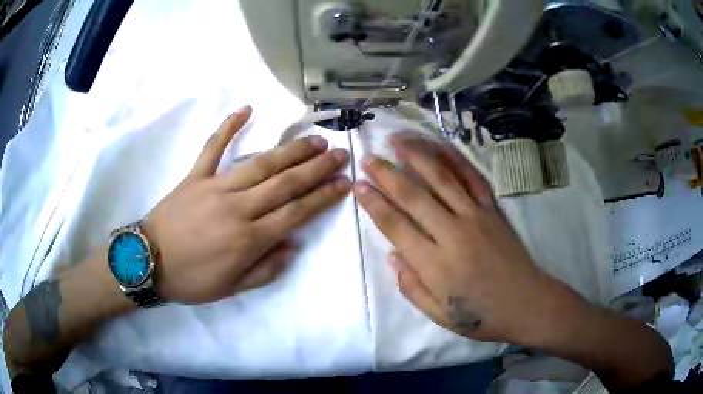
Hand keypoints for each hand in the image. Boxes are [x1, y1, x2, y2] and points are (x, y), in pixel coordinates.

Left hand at [144, 106, 351, 303]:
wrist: (147, 262)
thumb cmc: (190, 280)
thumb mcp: (232, 289)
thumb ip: (266, 270)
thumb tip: (292, 245)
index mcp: (249, 239)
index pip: (296, 212)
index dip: (324, 196)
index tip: (345, 182)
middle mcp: (238, 207)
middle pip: (285, 182)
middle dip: (317, 167)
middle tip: (340, 153)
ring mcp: (215, 186)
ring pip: (260, 163)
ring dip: (291, 150)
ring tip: (314, 139)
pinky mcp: (195, 176)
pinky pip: (213, 147)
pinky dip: (228, 126)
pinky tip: (246, 109)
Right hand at [355, 134, 555, 343]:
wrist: (527, 304)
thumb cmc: (481, 316)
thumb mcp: (439, 315)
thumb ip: (412, 287)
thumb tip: (393, 256)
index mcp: (435, 265)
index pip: (396, 226)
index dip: (374, 204)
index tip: (359, 186)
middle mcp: (452, 233)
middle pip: (414, 196)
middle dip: (387, 174)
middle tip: (369, 158)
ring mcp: (475, 217)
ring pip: (441, 178)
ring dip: (417, 156)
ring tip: (397, 140)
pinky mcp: (492, 210)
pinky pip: (472, 178)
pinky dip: (455, 159)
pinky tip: (440, 145)